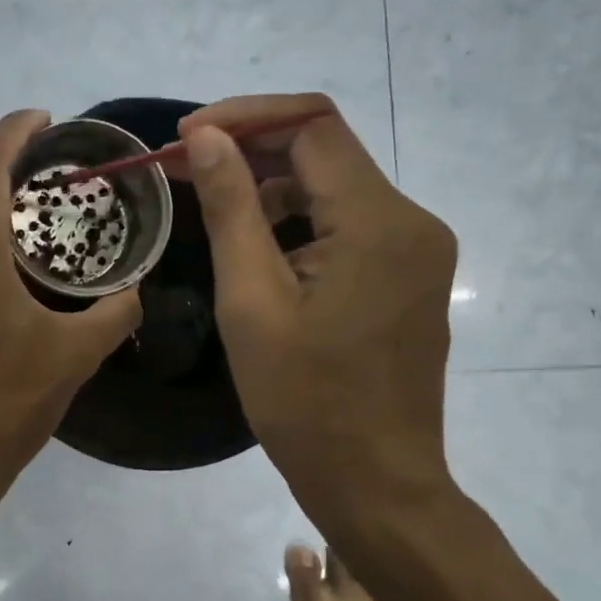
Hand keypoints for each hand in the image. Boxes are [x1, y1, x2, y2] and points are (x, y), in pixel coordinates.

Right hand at [175, 94, 458, 532]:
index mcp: (379, 222)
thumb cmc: (305, 402)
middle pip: (326, 152)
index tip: (184, 138)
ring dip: (272, 190)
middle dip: (252, 150)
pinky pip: (349, 227)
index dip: (244, 118)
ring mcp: (417, 252)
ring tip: (212, 214)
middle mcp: (412, 222)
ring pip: (335, 190)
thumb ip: (231, 208)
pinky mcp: (409, 278)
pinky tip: (259, 253)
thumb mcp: (251, 302)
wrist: (375, 483)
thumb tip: (205, 137)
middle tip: (183, 170)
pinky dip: (300, 225)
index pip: (313, 126)